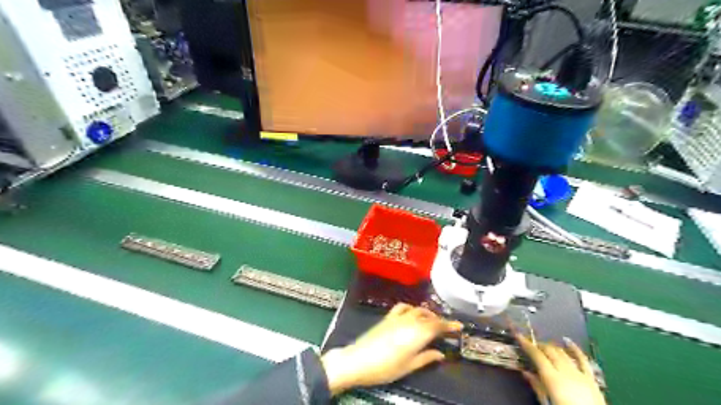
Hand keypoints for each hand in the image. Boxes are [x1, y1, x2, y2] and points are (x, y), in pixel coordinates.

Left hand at [319, 303, 460, 394]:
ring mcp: (397, 317)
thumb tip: (440, 354)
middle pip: (429, 316)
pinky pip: (403, 307)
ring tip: (432, 321)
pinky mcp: (388, 317)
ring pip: (417, 310)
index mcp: (418, 333)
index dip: (450, 325)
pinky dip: (411, 308)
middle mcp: (409, 321)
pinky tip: (412, 313)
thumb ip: (426, 357)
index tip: (459, 325)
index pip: (438, 325)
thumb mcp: (409, 366)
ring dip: (427, 313)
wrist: (358, 360)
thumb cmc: (386, 367)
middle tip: (447, 327)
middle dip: (440, 320)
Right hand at [518, 334, 607, 404]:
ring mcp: (579, 373)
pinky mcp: (590, 378)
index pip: (537, 355)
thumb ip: (537, 387)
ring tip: (544, 347)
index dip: (526, 344)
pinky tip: (567, 341)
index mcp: (552, 378)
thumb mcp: (547, 403)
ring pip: (562, 353)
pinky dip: (574, 349)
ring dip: (552, 347)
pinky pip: (583, 359)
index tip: (519, 336)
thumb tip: (525, 372)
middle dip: (539, 345)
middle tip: (531, 346)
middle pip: (549, 351)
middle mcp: (565, 371)